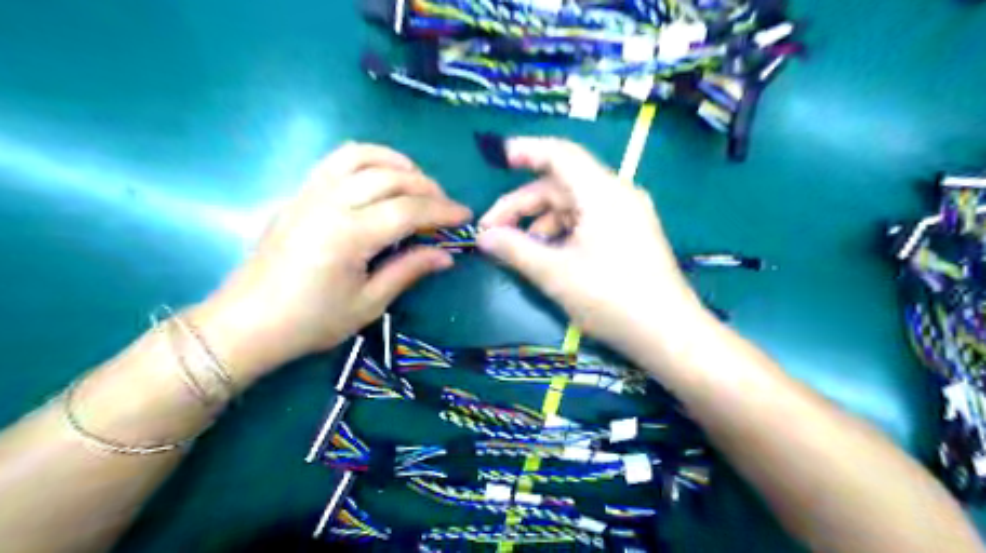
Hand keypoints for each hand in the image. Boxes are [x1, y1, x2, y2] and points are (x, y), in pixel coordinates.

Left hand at [196, 144, 471, 384]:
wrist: (247, 323)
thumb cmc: (311, 322)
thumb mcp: (368, 304)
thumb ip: (409, 271)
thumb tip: (447, 255)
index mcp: (349, 235)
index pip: (408, 210)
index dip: (442, 211)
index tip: (466, 216)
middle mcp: (329, 203)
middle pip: (390, 177)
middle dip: (427, 187)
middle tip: (445, 206)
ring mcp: (309, 193)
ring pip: (361, 156)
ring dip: (397, 162)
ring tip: (417, 182)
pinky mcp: (298, 193)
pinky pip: (336, 161)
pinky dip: (367, 159)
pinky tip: (380, 177)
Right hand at [479, 135, 705, 352]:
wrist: (669, 335)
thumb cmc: (611, 299)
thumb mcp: (555, 273)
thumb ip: (516, 249)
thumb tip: (484, 238)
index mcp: (602, 193)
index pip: (560, 155)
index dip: (527, 151)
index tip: (498, 159)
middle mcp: (617, 195)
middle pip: (560, 185)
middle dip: (523, 204)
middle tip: (491, 231)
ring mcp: (627, 215)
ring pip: (573, 205)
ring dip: (541, 222)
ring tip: (517, 249)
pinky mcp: (630, 235)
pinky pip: (588, 221)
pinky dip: (562, 232)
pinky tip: (547, 255)